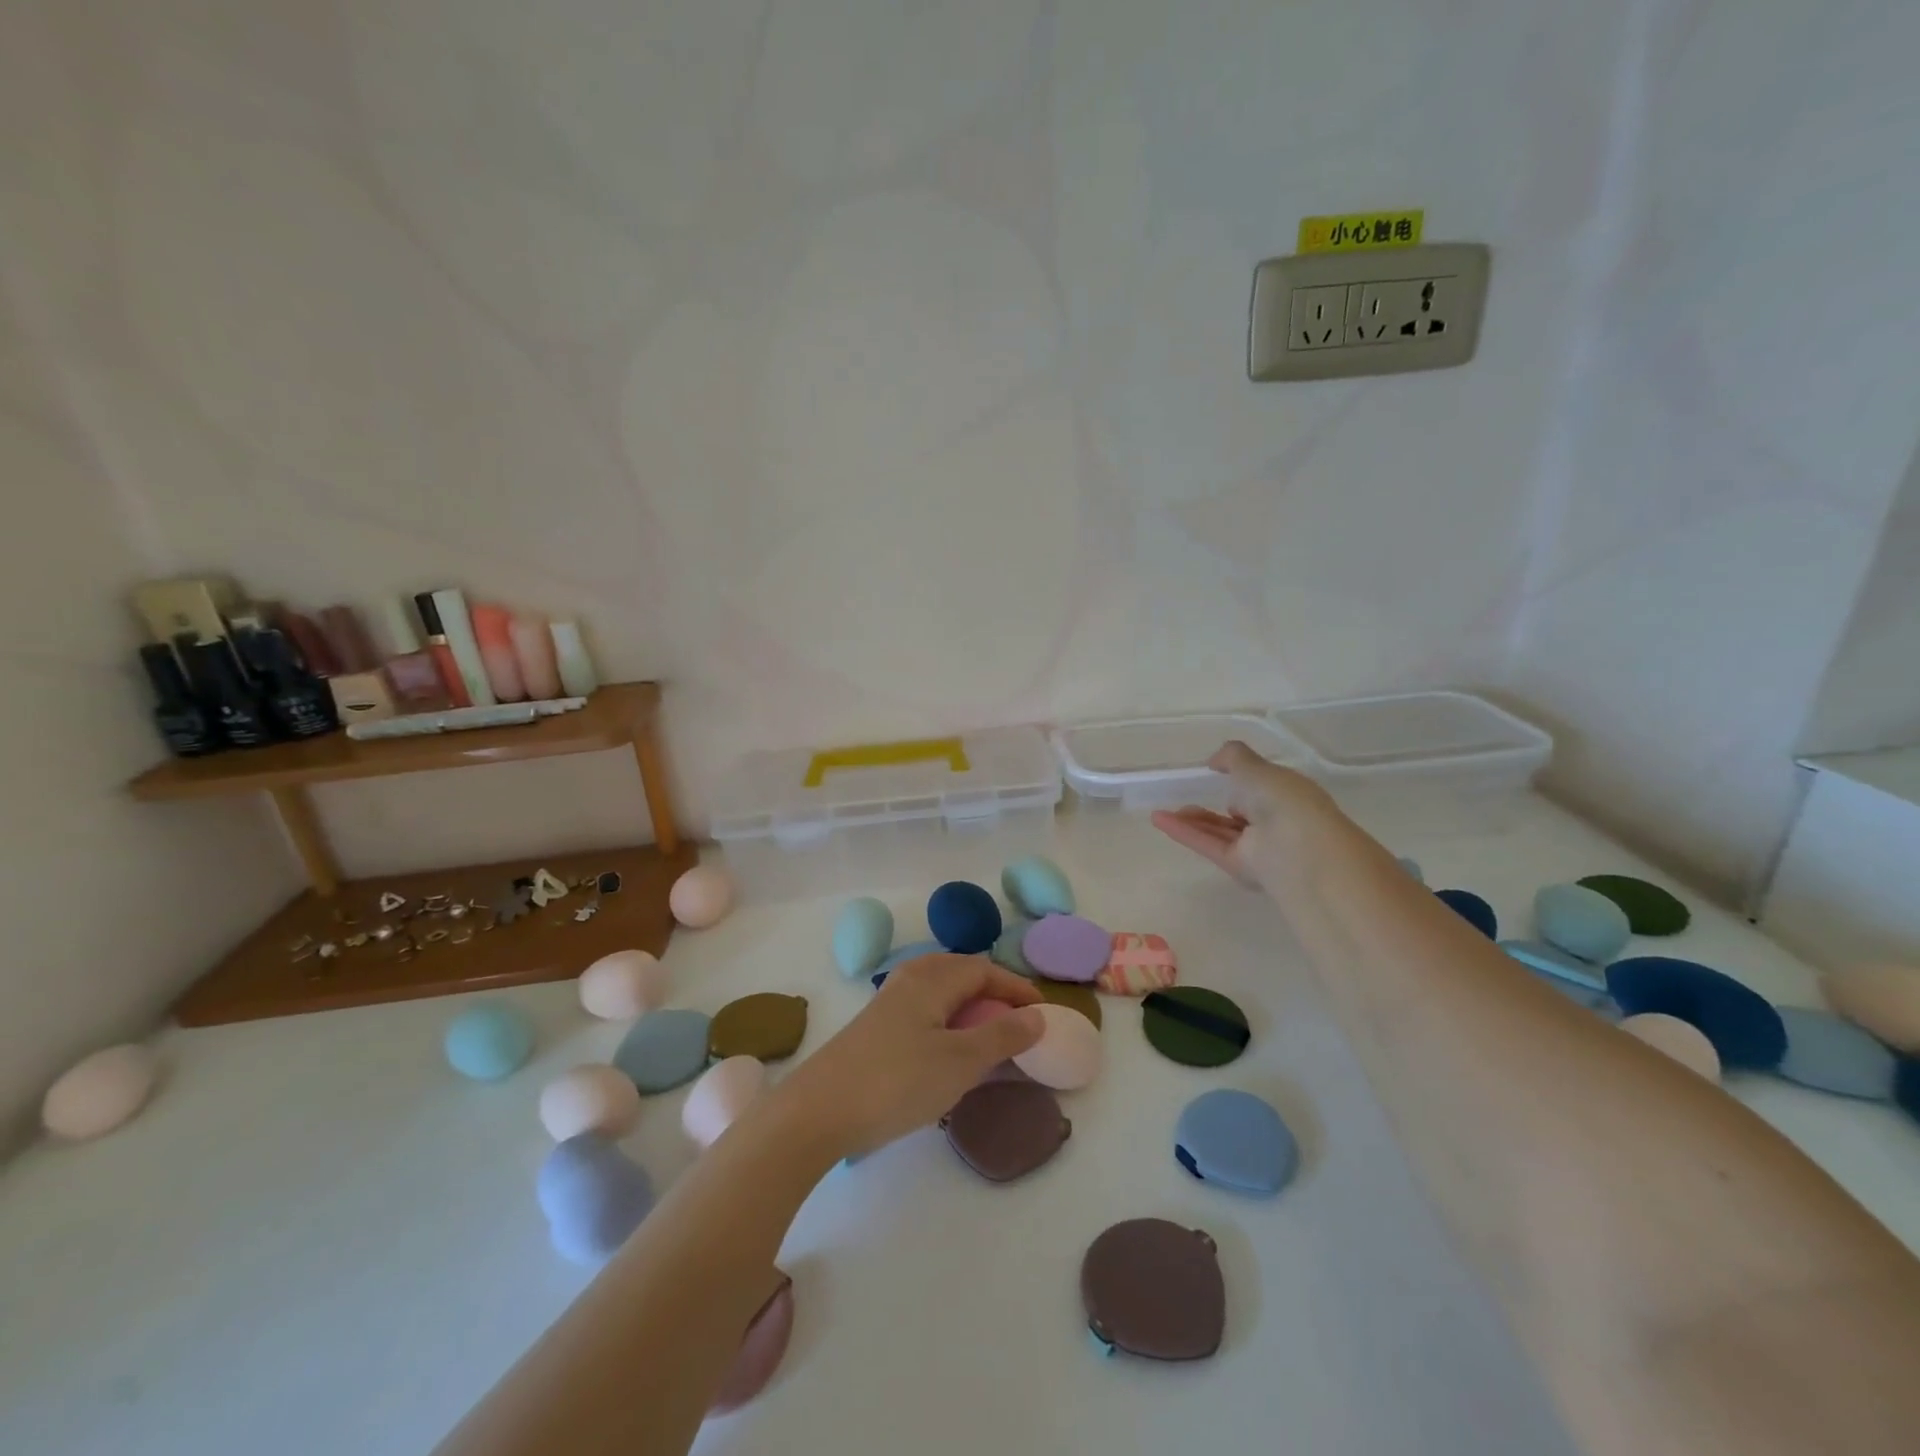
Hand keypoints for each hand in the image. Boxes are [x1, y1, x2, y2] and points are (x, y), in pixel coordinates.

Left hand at [773, 953, 1044, 1160]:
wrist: (817, 1111)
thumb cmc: (897, 1081)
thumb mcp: (960, 1061)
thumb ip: (1002, 1036)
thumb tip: (1037, 1015)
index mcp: (931, 978)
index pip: (983, 969)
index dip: (1015, 987)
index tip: (1042, 1012)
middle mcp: (908, 980)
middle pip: (959, 972)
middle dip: (992, 990)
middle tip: (1016, 1020)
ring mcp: (887, 1004)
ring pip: (938, 991)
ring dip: (968, 1006)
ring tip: (987, 1035)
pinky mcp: (874, 1029)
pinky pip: (922, 1010)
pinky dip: (946, 1020)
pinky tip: (947, 1051)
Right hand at [1151, 740, 1335, 888]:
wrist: (1298, 849)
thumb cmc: (1283, 800)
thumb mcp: (1256, 767)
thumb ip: (1233, 757)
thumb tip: (1213, 761)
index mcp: (1287, 794)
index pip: (1262, 787)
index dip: (1242, 779)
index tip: (1216, 772)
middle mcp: (1275, 821)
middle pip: (1237, 812)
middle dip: (1213, 804)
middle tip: (1187, 793)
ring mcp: (1257, 846)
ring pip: (1219, 830)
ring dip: (1193, 819)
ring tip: (1163, 809)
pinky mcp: (1238, 866)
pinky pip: (1208, 844)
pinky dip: (1184, 832)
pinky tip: (1158, 819)